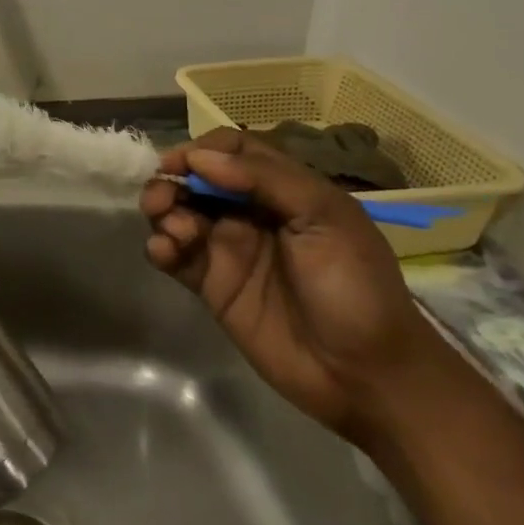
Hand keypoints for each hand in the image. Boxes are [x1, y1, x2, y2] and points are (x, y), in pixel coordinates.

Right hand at [139, 128, 443, 444]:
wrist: (364, 374)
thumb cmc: (355, 287)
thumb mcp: (325, 218)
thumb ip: (265, 179)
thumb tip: (198, 157)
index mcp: (283, 190)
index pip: (232, 151)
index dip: (201, 150)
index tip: (180, 165)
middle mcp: (250, 213)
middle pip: (195, 179)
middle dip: (171, 181)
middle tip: (161, 200)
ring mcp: (227, 248)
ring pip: (178, 213)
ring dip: (163, 212)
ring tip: (173, 232)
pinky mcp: (210, 284)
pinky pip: (173, 255)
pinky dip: (159, 246)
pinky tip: (165, 253)